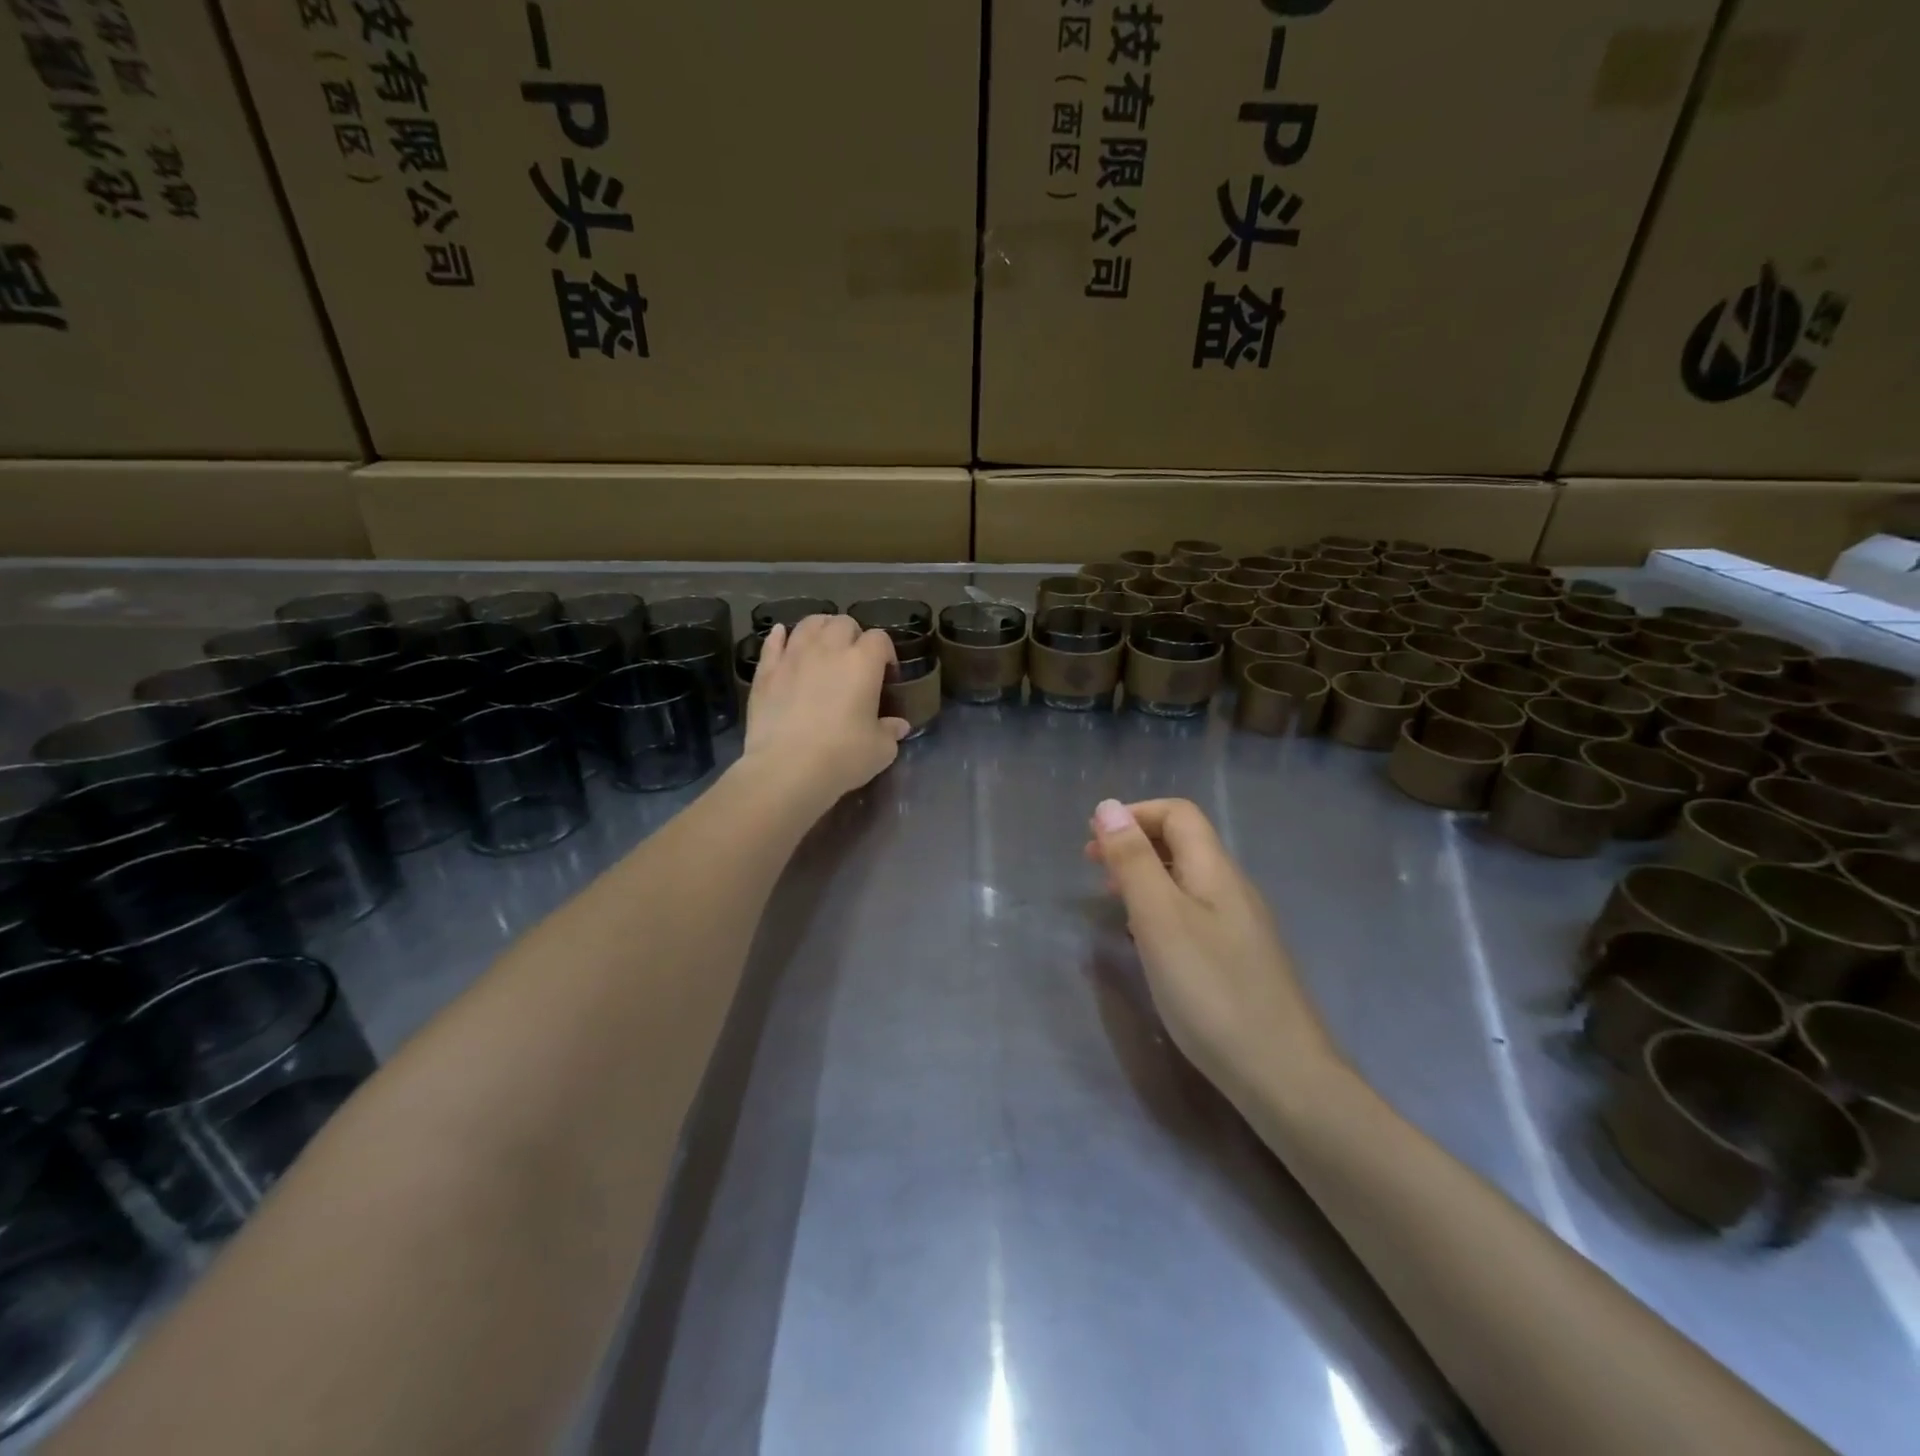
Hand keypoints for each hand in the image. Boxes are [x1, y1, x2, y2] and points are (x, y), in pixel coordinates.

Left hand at [743, 615, 908, 806]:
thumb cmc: (843, 757)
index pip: (879, 639)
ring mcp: (793, 656)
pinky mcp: (766, 671)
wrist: (787, 769)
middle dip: (853, 636)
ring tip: (823, 645)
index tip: (886, 673)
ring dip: (820, 629)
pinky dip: (780, 637)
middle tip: (854, 659)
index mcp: (863, 663)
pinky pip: (773, 642)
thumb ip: (891, 731)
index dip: (885, 652)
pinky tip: (782, 638)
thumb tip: (898, 725)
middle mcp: (828, 649)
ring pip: (809, 624)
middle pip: (843, 623)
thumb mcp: (880, 750)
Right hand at [1086, 798, 1341, 1106]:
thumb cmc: (1211, 990)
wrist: (1283, 1075)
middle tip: (1093, 866)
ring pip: (1188, 880)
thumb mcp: (1160, 919)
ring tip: (1112, 899)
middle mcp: (1233, 889)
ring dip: (1146, 875)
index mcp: (1215, 870)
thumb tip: (1108, 806)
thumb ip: (1133, 861)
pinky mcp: (1242, 959)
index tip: (1093, 841)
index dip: (1134, 814)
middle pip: (1184, 843)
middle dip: (1135, 843)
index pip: (1178, 814)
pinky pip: (1195, 913)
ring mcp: (1242, 926)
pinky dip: (1162, 908)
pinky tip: (1147, 940)